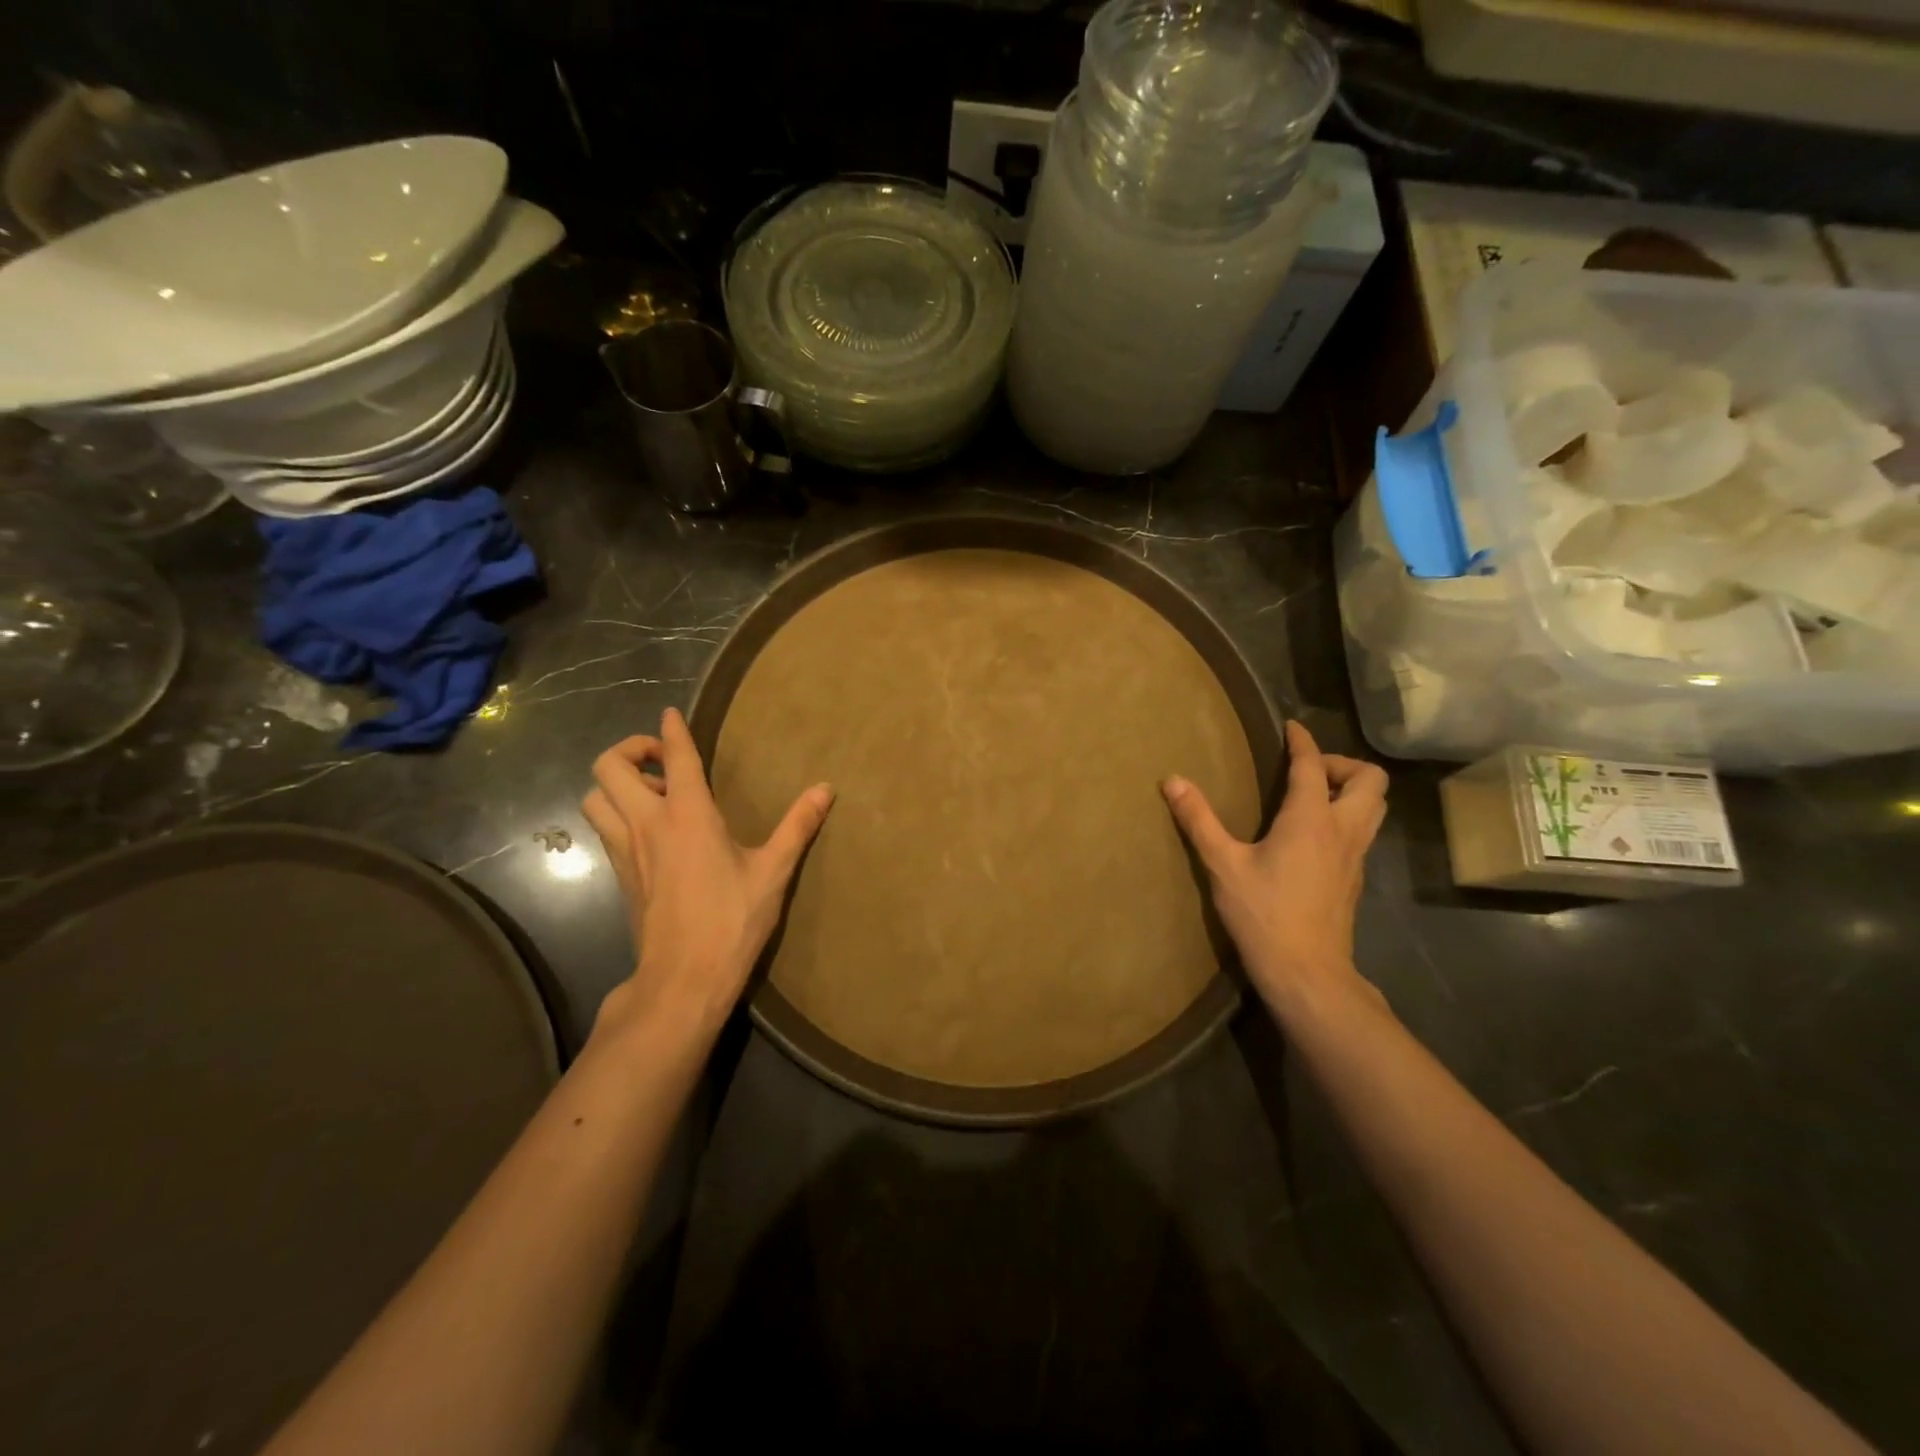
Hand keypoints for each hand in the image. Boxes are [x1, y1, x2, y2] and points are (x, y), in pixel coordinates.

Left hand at [582, 707, 832, 1037]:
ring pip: (594, 797)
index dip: (671, 730)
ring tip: (651, 794)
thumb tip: (826, 788)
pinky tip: (648, 830)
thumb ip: (798, 826)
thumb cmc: (732, 921)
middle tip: (661, 761)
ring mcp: (626, 851)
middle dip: (629, 750)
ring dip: (615, 784)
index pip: (673, 757)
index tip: (670, 713)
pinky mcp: (619, 875)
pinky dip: (615, 813)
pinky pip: (603, 828)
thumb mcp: (773, 872)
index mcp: (688, 816)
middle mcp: (647, 824)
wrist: (682, 979)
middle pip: (609, 767)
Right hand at [1162, 720, 1388, 1021]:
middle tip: (1306, 771)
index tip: (1291, 727)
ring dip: (1352, 790)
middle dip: (1342, 764)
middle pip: (1370, 780)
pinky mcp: (1356, 878)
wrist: (1307, 972)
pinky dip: (1347, 817)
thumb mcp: (1222, 865)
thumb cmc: (1264, 914)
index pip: (1314, 765)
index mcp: (1311, 819)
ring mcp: (1356, 856)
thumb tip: (1172, 780)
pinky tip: (1314, 835)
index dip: (1303, 741)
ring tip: (1314, 796)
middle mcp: (1343, 830)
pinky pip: (1364, 831)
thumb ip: (1199, 820)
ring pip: (1375, 807)